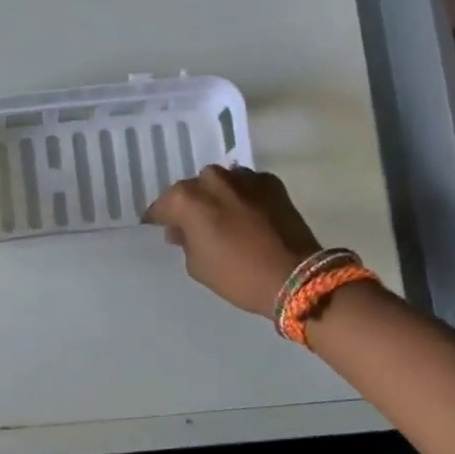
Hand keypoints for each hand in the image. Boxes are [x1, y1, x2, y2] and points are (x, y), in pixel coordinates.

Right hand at [143, 165, 323, 316]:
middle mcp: (212, 179)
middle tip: (195, 227)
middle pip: (192, 190)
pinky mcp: (271, 182)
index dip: (159, 220)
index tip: (160, 230)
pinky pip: (247, 186)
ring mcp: (244, 177)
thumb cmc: (237, 275)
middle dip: (191, 206)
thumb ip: (184, 242)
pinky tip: (248, 215)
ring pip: (220, 183)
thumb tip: (181, 230)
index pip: (162, 206)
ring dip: (218, 198)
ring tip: (224, 219)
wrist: (295, 276)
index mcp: (187, 198)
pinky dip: (243, 197)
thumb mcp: (198, 267)